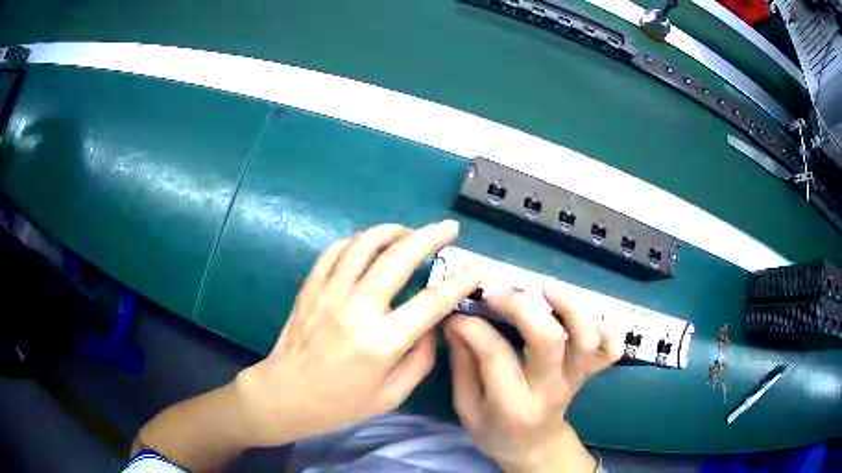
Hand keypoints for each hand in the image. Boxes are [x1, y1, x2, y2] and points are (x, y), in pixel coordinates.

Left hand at [234, 220, 482, 446]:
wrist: (284, 395)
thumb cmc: (339, 404)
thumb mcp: (390, 396)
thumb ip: (420, 361)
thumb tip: (433, 327)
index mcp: (380, 343)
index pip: (430, 302)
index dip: (459, 281)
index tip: (476, 266)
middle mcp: (356, 310)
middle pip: (398, 257)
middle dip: (430, 236)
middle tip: (448, 228)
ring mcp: (328, 293)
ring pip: (364, 243)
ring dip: (393, 231)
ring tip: (409, 233)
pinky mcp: (310, 287)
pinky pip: (335, 250)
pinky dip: (357, 242)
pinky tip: (368, 247)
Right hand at [445, 282, 621, 471]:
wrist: (535, 446)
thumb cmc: (496, 431)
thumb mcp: (467, 409)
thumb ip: (462, 366)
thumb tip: (457, 321)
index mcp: (512, 406)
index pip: (496, 356)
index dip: (475, 327)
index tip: (459, 315)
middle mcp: (550, 389)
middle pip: (549, 340)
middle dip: (523, 306)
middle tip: (499, 294)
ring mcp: (575, 378)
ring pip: (587, 337)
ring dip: (570, 304)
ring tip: (544, 286)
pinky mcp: (589, 371)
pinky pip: (609, 346)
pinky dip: (603, 323)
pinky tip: (580, 309)